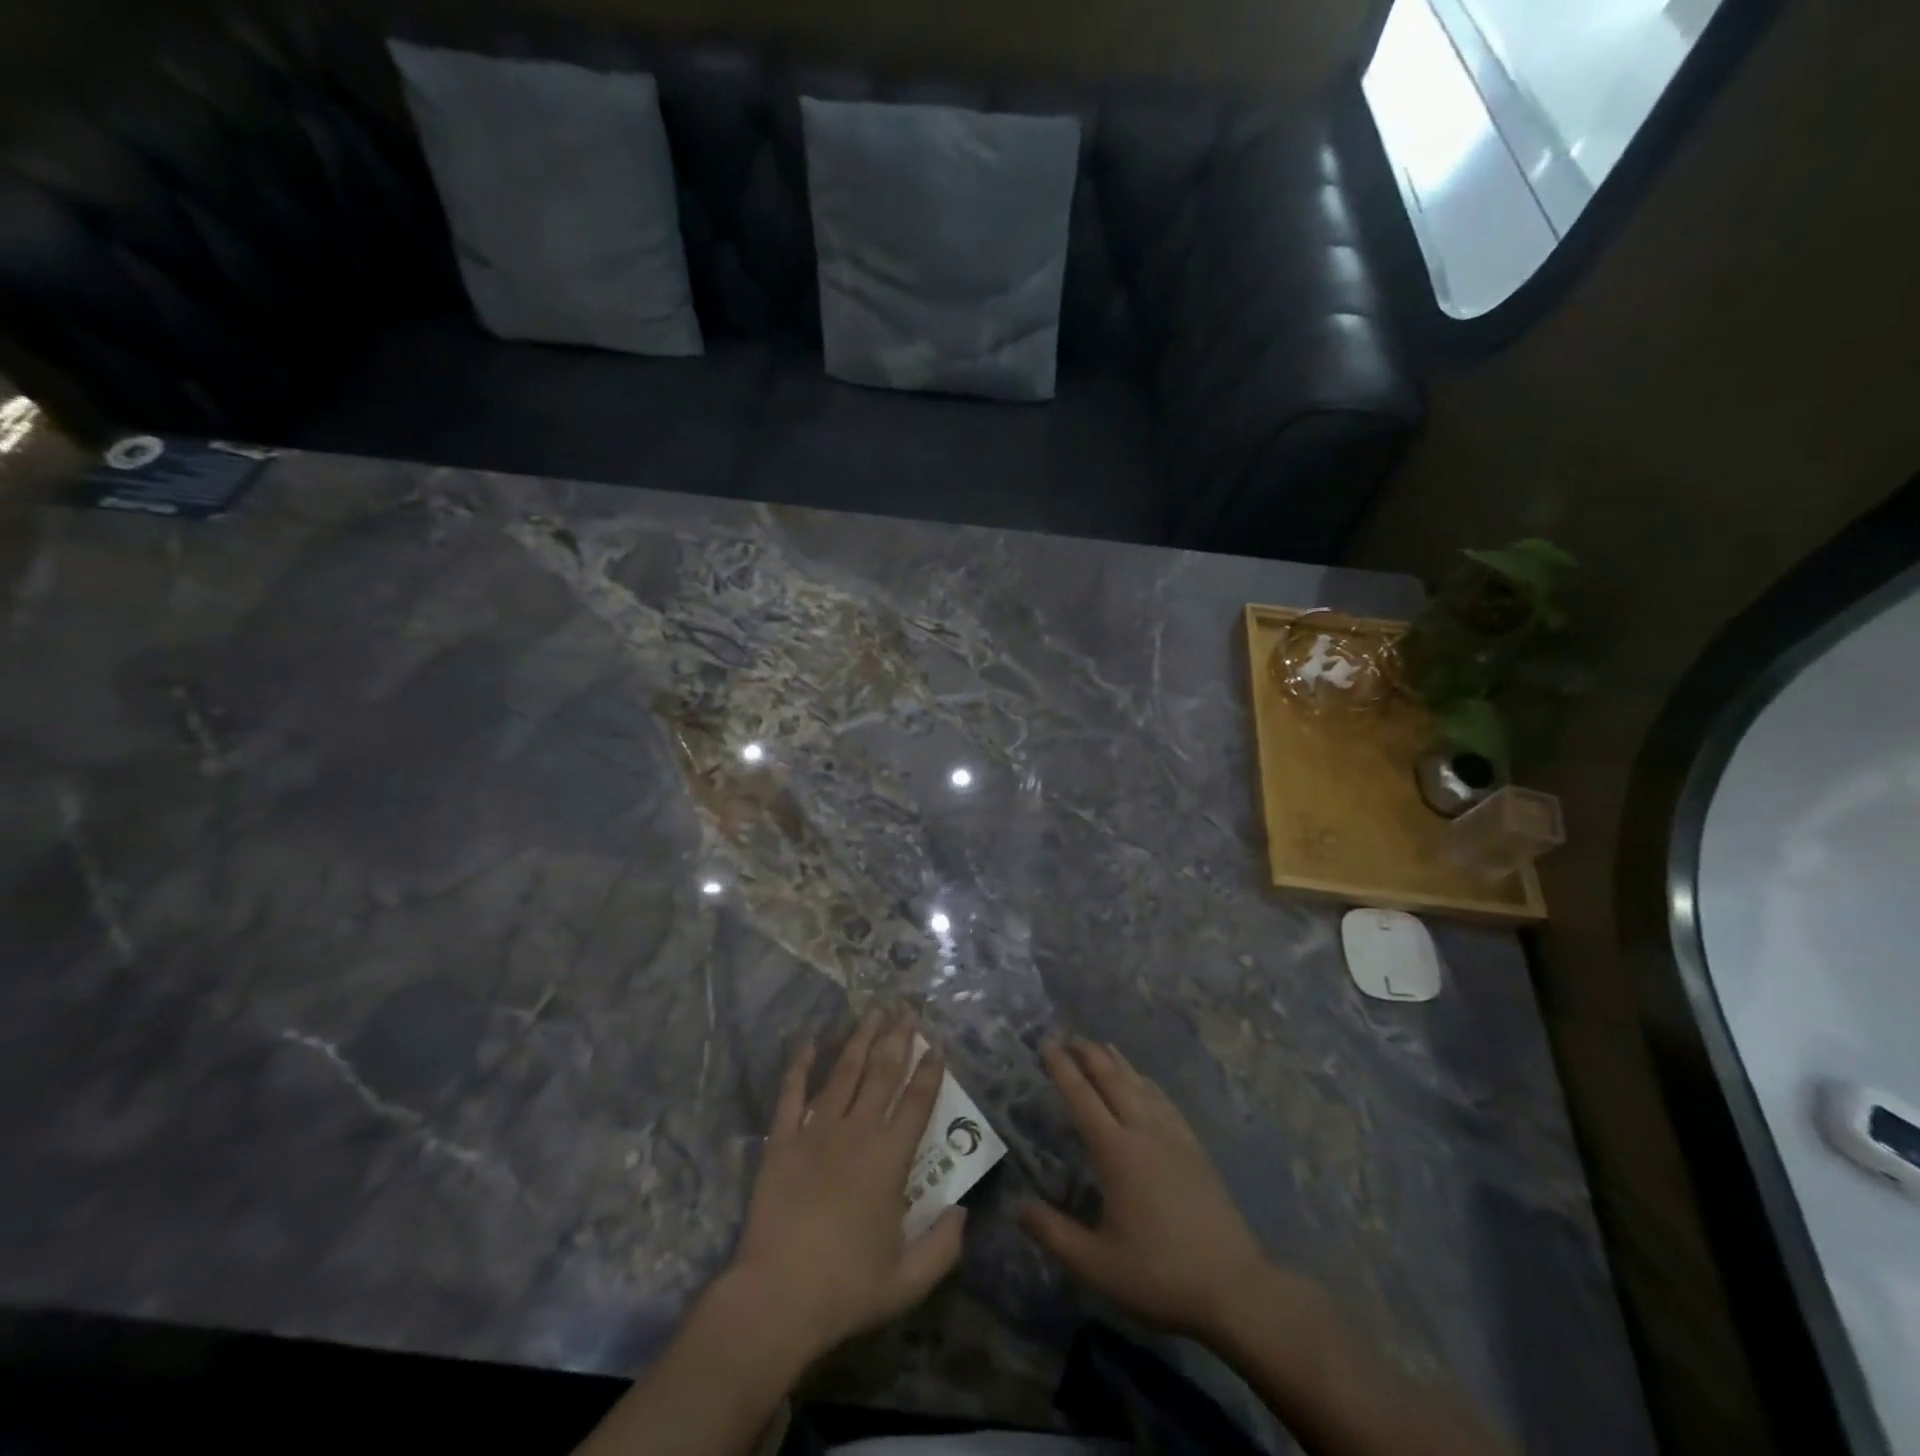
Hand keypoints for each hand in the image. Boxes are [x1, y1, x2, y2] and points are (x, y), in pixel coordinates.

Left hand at [724, 1011, 964, 1367]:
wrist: (776, 1298)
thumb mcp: (909, 1279)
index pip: (917, 1103)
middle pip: (882, 1074)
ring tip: (874, 1012)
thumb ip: (943, 1245)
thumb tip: (963, 1210)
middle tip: (907, 1010)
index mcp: (889, 1159)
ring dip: (861, 1039)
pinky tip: (810, 1041)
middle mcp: (856, 1132)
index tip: (938, 1044)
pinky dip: (801, 1064)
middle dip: (898, 1039)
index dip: (930, 1071)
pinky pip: (792, 1093)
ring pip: (844, 1072)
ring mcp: (816, 1131)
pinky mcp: (781, 1140)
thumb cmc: (846, 1288)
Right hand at [1021, 1037, 1285, 1341]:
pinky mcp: (1194, 1148)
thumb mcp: (1097, 1264)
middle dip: (1089, 1054)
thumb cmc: (1159, 1273)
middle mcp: (1143, 1131)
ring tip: (1102, 1046)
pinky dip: (1148, 1082)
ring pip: (1140, 1084)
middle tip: (1070, 1036)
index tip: (1046, 1044)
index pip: (1082, 1098)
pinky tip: (1146, 1082)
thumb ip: (1053, 1233)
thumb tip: (1017, 1206)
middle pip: (1112, 1080)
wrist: (1233, 1285)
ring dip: (1118, 1062)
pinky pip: (1165, 1101)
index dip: (1062, 1069)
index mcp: (1116, 1152)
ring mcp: (1173, 1136)